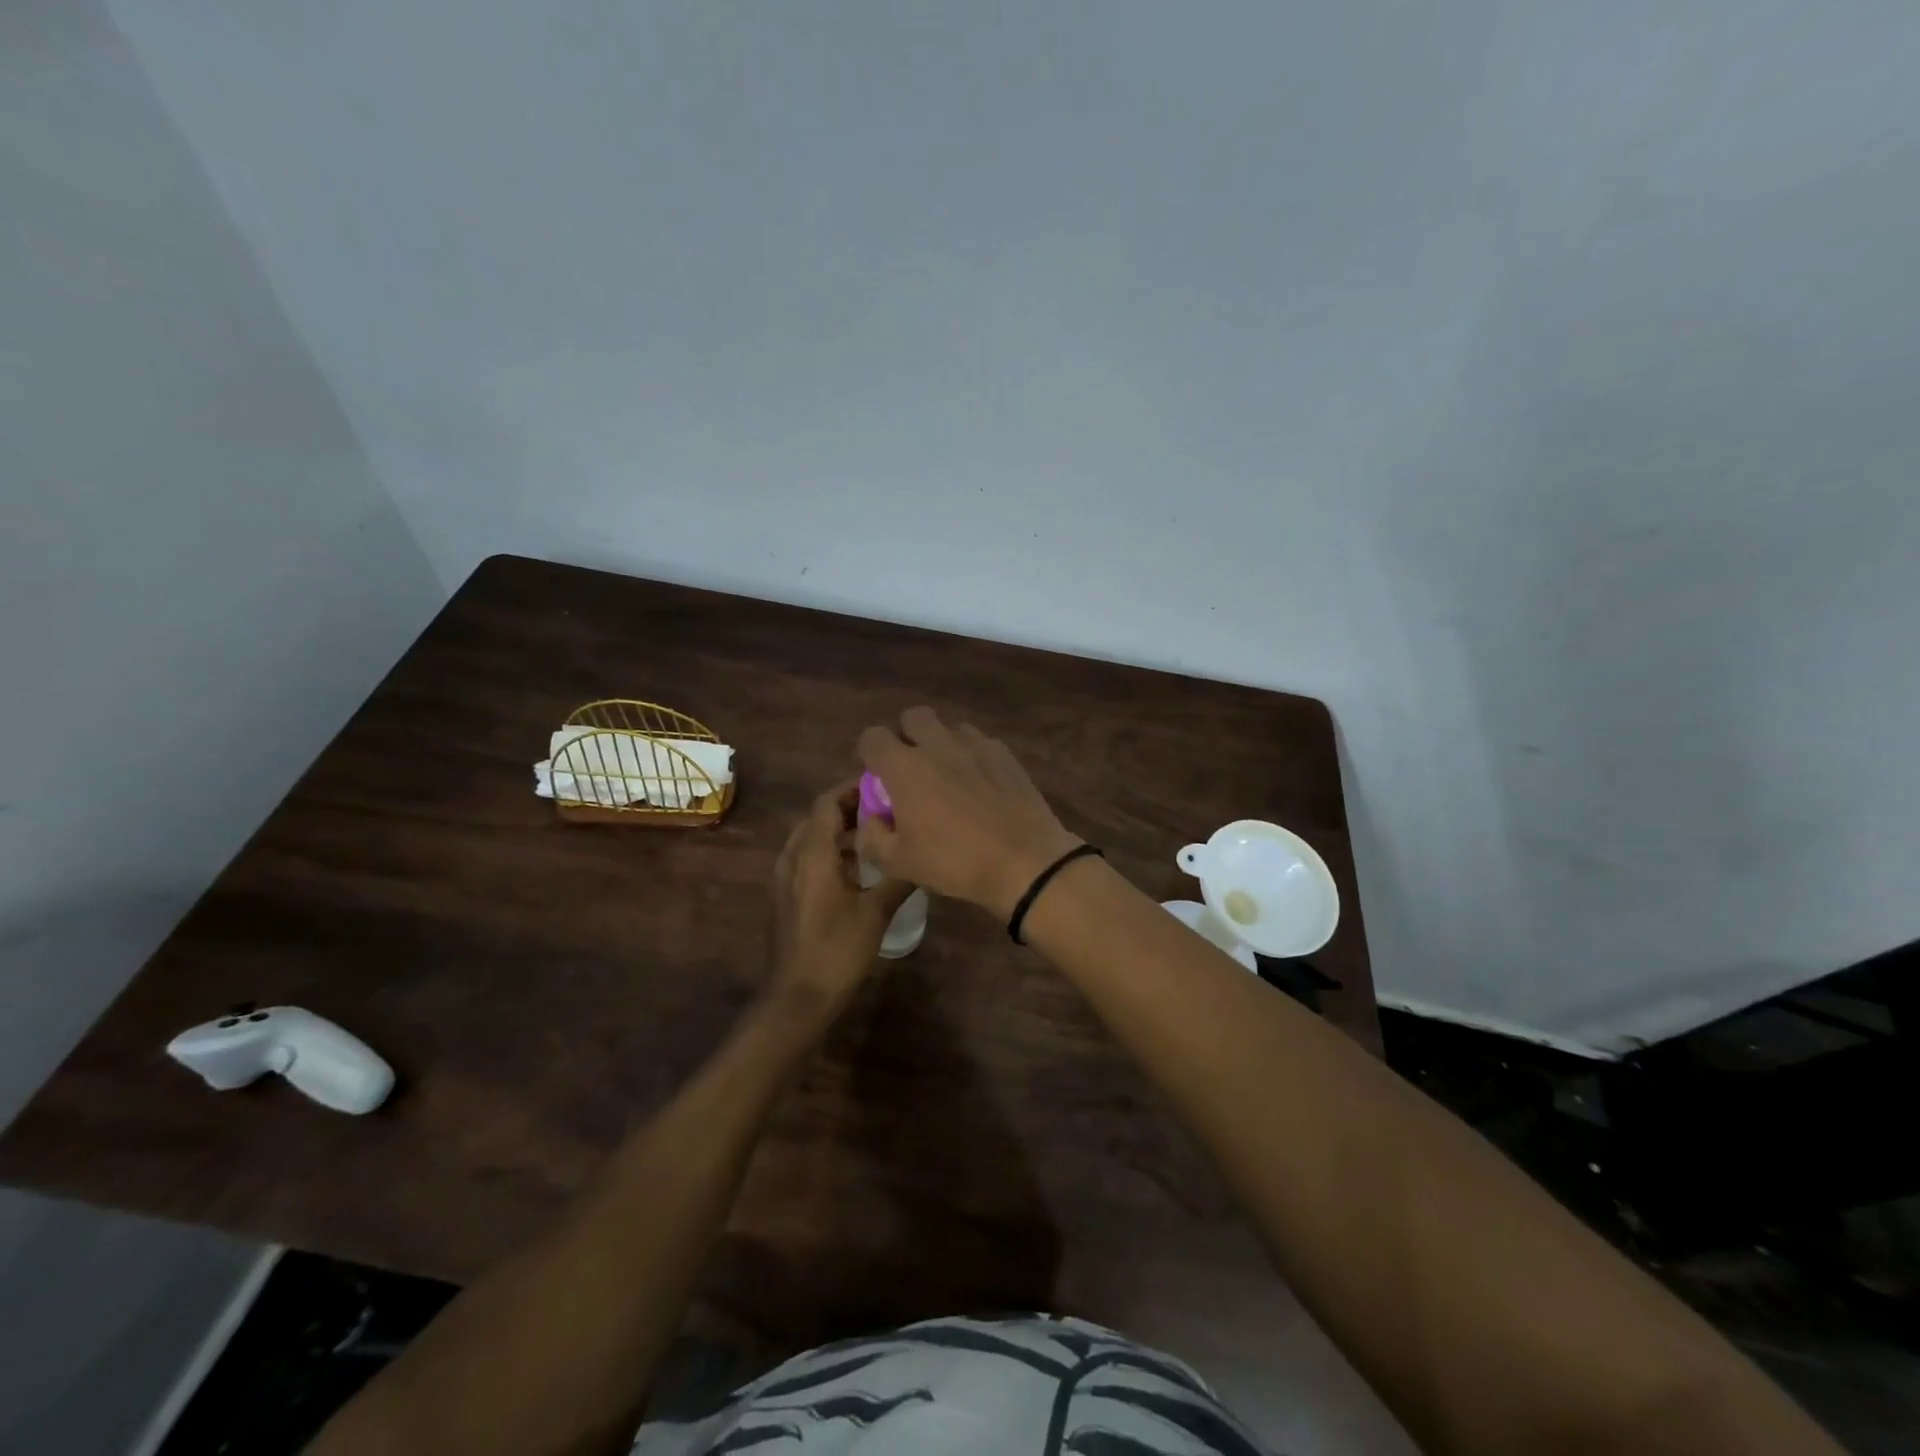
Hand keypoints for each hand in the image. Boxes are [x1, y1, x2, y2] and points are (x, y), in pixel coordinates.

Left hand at [769, 781, 912, 1004]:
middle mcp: (794, 857)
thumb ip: (899, 878)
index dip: (852, 789)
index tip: (883, 785)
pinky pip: (806, 857)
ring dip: (838, 829)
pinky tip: (856, 867)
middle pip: (818, 817)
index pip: (827, 802)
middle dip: (849, 807)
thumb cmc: (837, 950)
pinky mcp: (786, 895)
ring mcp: (785, 877)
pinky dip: (829, 850)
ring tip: (875, 834)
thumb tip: (922, 854)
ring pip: (811, 838)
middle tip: (885, 808)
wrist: (797, 997)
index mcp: (813, 853)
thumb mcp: (876, 912)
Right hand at [856, 707, 1082, 918]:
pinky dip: (972, 756)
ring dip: (942, 744)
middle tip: (913, 770)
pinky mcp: (1005, 753)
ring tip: (950, 777)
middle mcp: (937, 745)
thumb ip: (872, 837)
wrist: (1024, 861)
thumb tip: (872, 819)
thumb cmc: (955, 862)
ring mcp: (975, 744)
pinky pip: (980, 743)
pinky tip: (981, 785)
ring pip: (949, 728)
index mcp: (905, 767)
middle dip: (907, 736)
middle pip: (913, 717)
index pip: (872, 736)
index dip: (870, 754)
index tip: (878, 777)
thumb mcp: (899, 864)